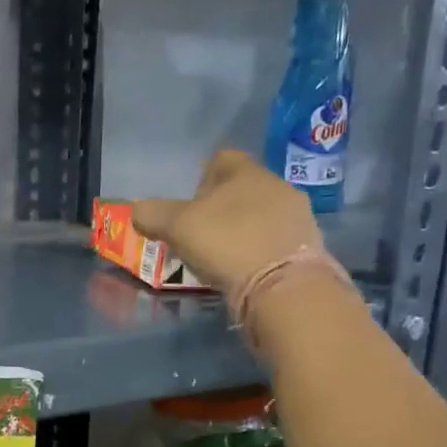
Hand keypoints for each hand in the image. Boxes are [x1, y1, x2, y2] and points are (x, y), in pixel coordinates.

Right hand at [132, 149, 325, 298]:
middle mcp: (277, 186)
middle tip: (200, 235)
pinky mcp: (308, 248)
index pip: (221, 159)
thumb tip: (138, 211)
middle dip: (221, 209)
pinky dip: (258, 252)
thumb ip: (153, 214)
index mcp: (246, 172)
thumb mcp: (177, 226)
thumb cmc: (227, 243)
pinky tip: (245, 272)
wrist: (283, 286)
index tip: (188, 207)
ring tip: (222, 258)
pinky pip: (275, 241)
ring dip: (242, 231)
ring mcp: (298, 217)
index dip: (201, 179)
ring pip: (261, 215)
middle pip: (242, 189)